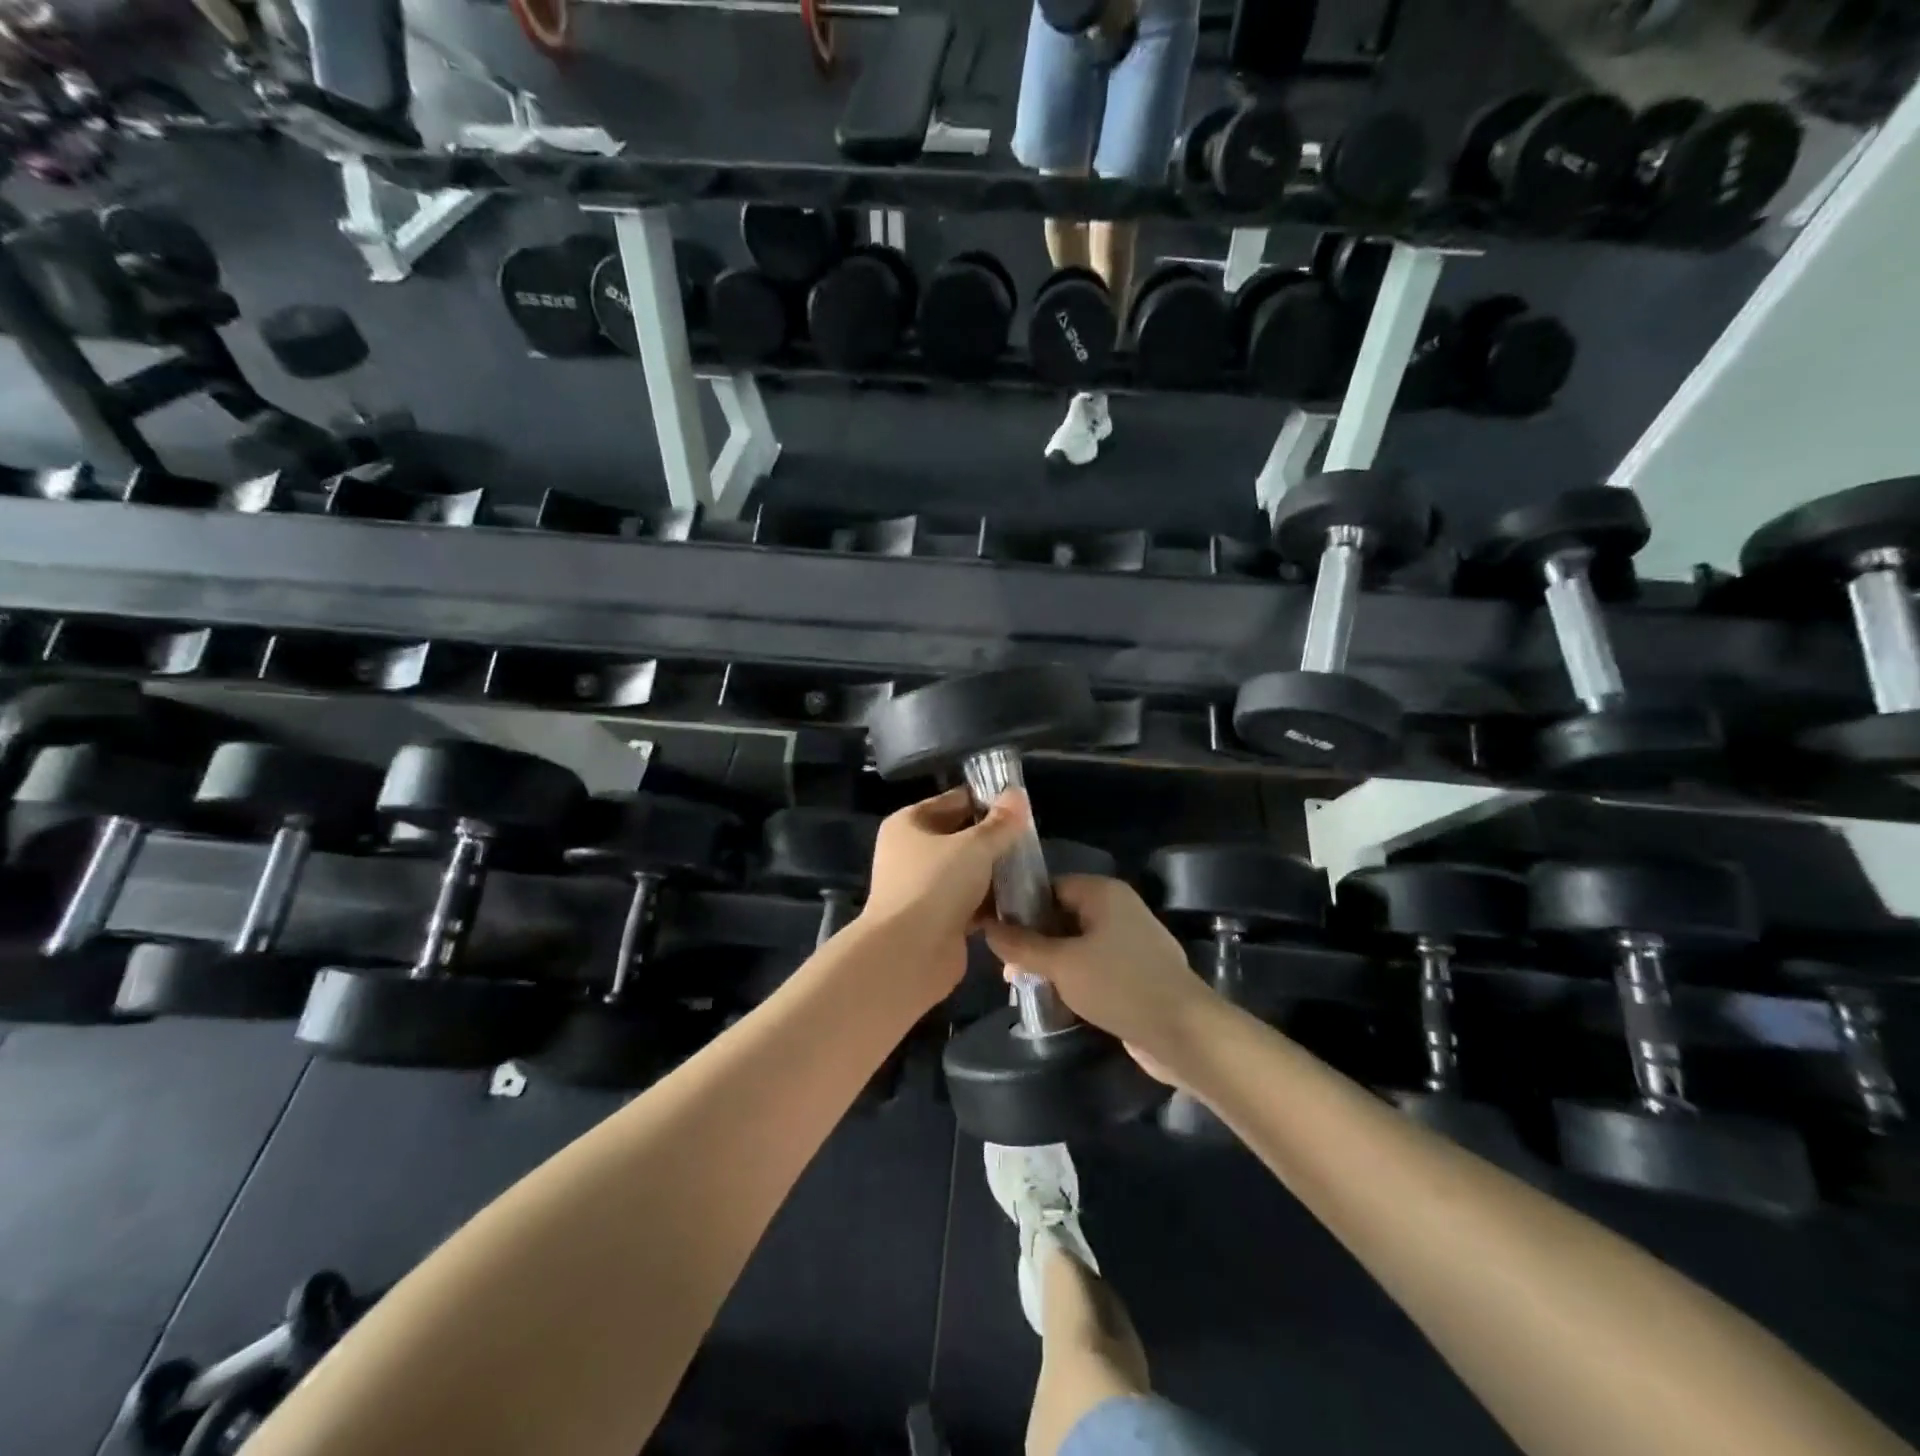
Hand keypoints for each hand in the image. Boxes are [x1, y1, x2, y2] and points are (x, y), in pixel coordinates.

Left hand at [857, 787, 1028, 1000]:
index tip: (1021, 807)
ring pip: (967, 872)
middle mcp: (911, 852)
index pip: (954, 801)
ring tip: (1032, 869)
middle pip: (961, 837)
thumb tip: (1017, 794)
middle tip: (1031, 840)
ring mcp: (923, 888)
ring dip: (995, 873)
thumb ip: (1000, 823)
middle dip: (994, 840)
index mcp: (909, 824)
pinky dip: (990, 902)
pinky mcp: (937, 919)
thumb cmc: (936, 885)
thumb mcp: (974, 846)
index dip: (986, 801)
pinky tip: (1021, 900)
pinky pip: (970, 902)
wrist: (908, 954)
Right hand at [983, 876, 1216, 1076]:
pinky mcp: (1134, 972)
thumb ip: (1022, 945)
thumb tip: (988, 928)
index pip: (1050, 886)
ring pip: (1076, 943)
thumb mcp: (1061, 964)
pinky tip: (1051, 998)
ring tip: (1020, 985)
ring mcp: (1129, 941)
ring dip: (1050, 962)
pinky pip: (1093, 965)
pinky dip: (1072, 977)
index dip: (1019, 905)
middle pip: (1062, 915)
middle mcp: (1117, 909)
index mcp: (1103, 892)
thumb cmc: (1119, 985)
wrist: (1183, 1032)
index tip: (993, 929)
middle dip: (1032, 939)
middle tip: (1004, 965)